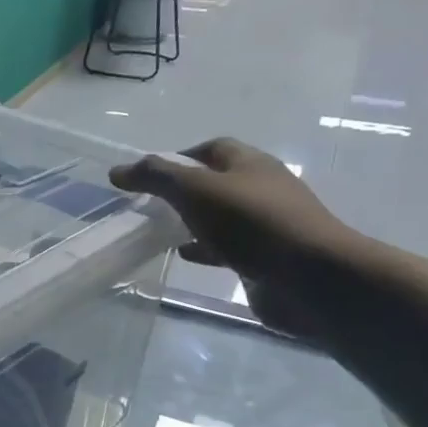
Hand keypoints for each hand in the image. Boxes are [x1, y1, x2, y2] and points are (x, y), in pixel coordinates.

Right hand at [110, 139, 360, 333]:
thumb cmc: (251, 223)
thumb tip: (118, 170)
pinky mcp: (267, 258)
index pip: (211, 148)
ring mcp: (268, 225)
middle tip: (150, 205)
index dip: (178, 157)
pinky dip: (205, 249)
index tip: (148, 176)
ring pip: (221, 216)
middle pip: (217, 182)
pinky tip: (186, 257)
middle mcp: (262, 189)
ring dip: (193, 222)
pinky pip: (229, 247)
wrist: (309, 278)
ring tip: (161, 233)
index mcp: (251, 163)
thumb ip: (155, 177)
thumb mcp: (195, 190)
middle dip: (184, 190)